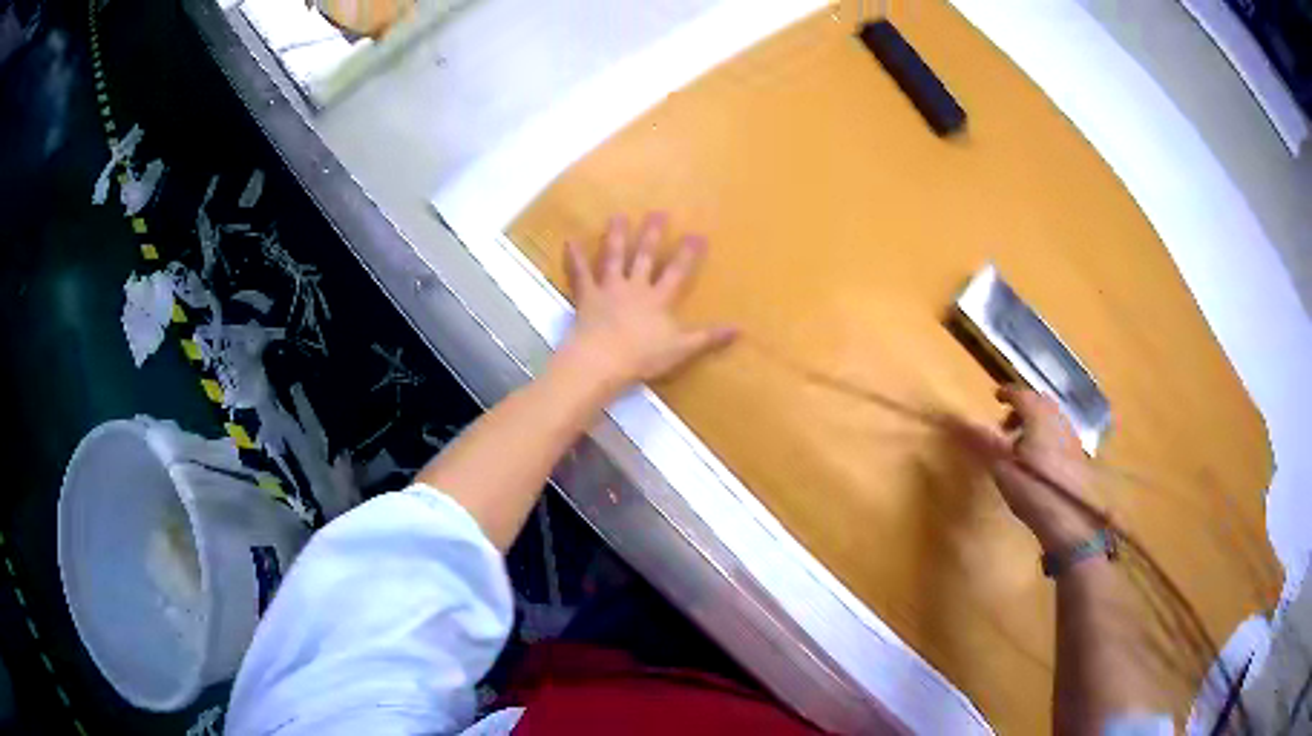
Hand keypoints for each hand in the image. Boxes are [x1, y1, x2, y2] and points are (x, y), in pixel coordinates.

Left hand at [557, 212, 736, 389]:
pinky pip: (580, 275)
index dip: (687, 254)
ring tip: (618, 216)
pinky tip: (569, 241)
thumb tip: (739, 329)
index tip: (697, 234)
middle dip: (652, 234)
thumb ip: (708, 337)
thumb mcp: (682, 349)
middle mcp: (635, 287)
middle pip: (644, 257)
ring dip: (615, 236)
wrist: (602, 361)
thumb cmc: (643, 357)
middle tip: (657, 212)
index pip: (677, 272)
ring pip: (613, 258)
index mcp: (658, 299)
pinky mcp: (587, 297)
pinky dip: (574, 258)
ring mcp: (609, 289)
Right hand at [955, 386, 1099, 552]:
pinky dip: (1046, 436)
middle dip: (1021, 408)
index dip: (1006, 394)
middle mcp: (1057, 417)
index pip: (1020, 393)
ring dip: (1034, 423)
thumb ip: (978, 441)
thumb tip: (946, 420)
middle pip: (1038, 402)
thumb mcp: (1001, 468)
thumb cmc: (1032, 489)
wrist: (1071, 519)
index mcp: (1038, 414)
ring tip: (1019, 446)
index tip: (995, 398)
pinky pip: (1058, 432)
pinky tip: (1038, 461)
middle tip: (1004, 425)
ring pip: (1050, 417)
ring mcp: (1070, 435)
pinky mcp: (1077, 454)